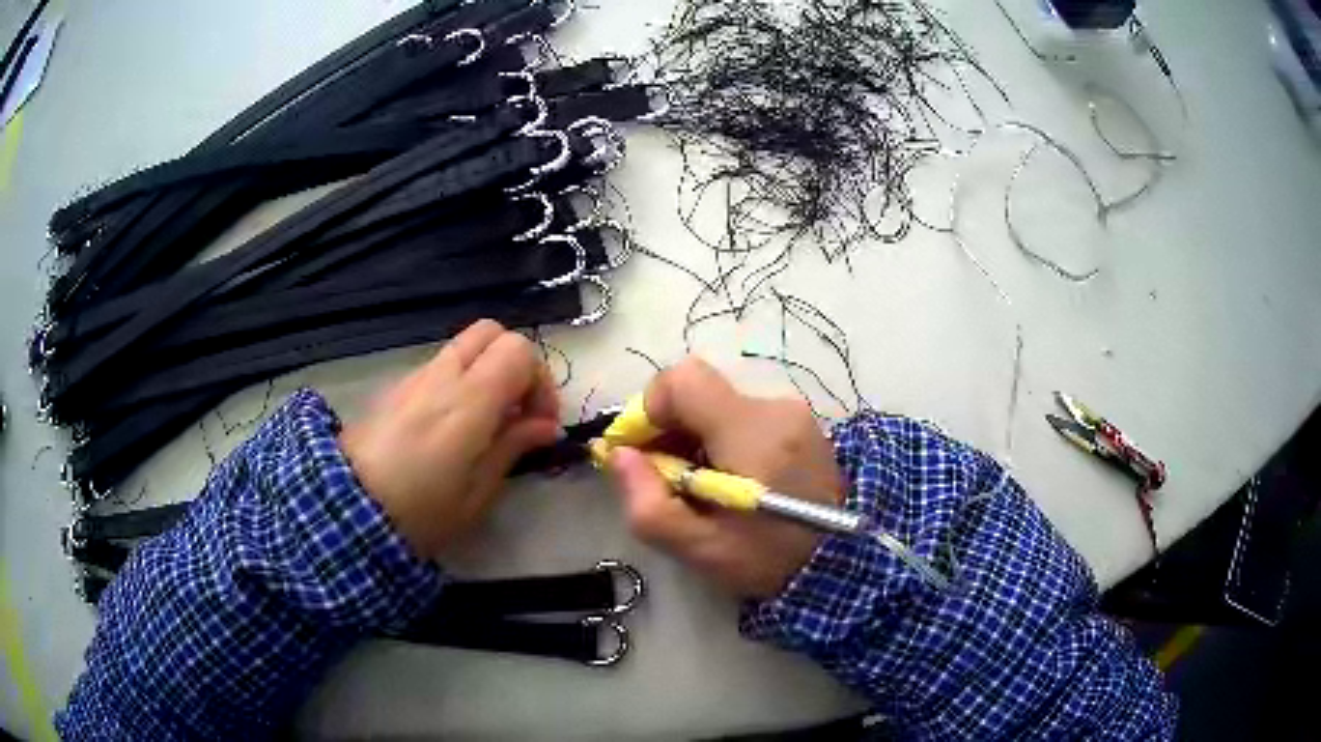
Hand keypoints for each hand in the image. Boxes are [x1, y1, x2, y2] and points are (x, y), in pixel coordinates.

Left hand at [339, 320, 559, 558]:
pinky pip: (440, 366)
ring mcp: (415, 377)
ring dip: (487, 370)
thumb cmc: (421, 511)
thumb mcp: (478, 492)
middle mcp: (443, 375)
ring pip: (464, 346)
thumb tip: (545, 426)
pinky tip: (453, 424)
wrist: (348, 509)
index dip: (540, 380)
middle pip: (492, 332)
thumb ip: (513, 447)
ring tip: (487, 420)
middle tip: (518, 408)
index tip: (540, 423)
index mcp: (469, 400)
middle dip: (516, 362)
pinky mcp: (397, 387)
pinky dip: (460, 380)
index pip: (519, 350)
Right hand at [607, 357, 844, 598]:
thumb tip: (619, 455)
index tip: (643, 452)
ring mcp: (793, 412)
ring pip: (719, 405)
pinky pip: (744, 415)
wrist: (840, 565)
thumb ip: (648, 503)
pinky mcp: (801, 423)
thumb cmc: (768, 560)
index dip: (650, 409)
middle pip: (699, 393)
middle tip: (668, 478)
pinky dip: (723, 439)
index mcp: (751, 431)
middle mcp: (775, 408)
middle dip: (670, 429)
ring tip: (703, 486)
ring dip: (696, 437)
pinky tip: (732, 479)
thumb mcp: (699, 549)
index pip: (683, 380)